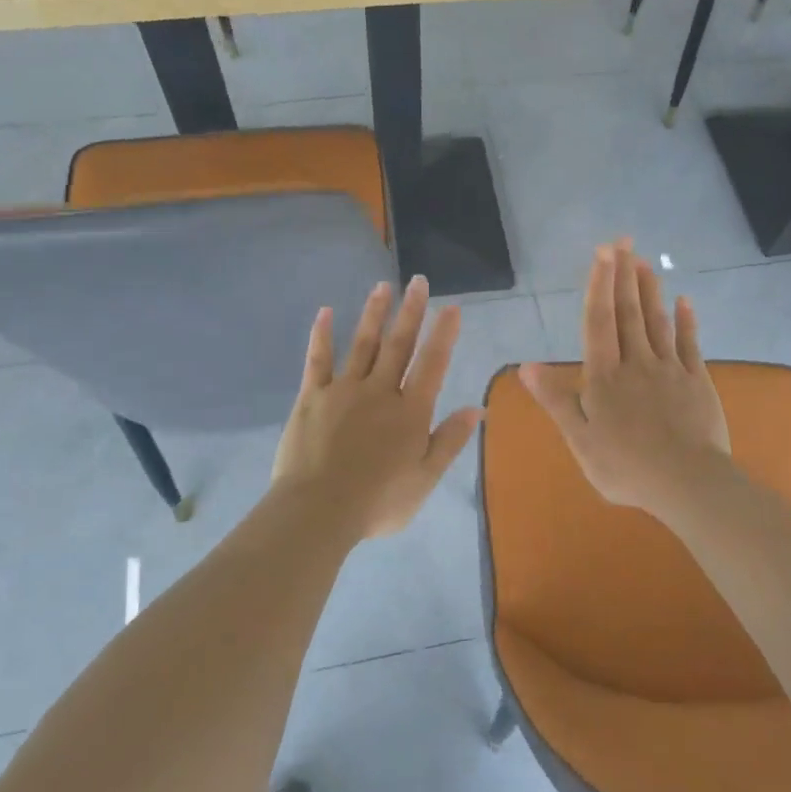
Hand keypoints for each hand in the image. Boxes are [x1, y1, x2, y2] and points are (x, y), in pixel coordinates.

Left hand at [272, 275, 481, 539]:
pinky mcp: (312, 397)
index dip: (444, 335)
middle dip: (411, 311)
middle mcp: (380, 391)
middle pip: (398, 344)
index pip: (432, 364)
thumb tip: (478, 408)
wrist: (318, 510)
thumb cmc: (378, 501)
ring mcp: (343, 390)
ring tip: (382, 287)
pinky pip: (318, 360)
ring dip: (374, 314)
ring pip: (362, 344)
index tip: (451, 307)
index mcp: (410, 412)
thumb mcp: (425, 478)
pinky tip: (325, 312)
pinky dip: (322, 335)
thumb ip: (450, 440)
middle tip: (418, 281)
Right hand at [519, 240, 729, 516]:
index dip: (599, 285)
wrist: (686, 481)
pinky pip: (690, 343)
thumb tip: (526, 366)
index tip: (603, 252)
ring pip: (657, 321)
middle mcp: (636, 363)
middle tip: (624, 241)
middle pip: (628, 312)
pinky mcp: (696, 381)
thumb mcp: (579, 439)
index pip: (598, 321)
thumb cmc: (625, 465)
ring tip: (644, 262)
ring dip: (649, 290)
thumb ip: (555, 400)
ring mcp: (670, 369)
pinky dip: (686, 320)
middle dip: (624, 275)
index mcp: (604, 376)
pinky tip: (684, 300)